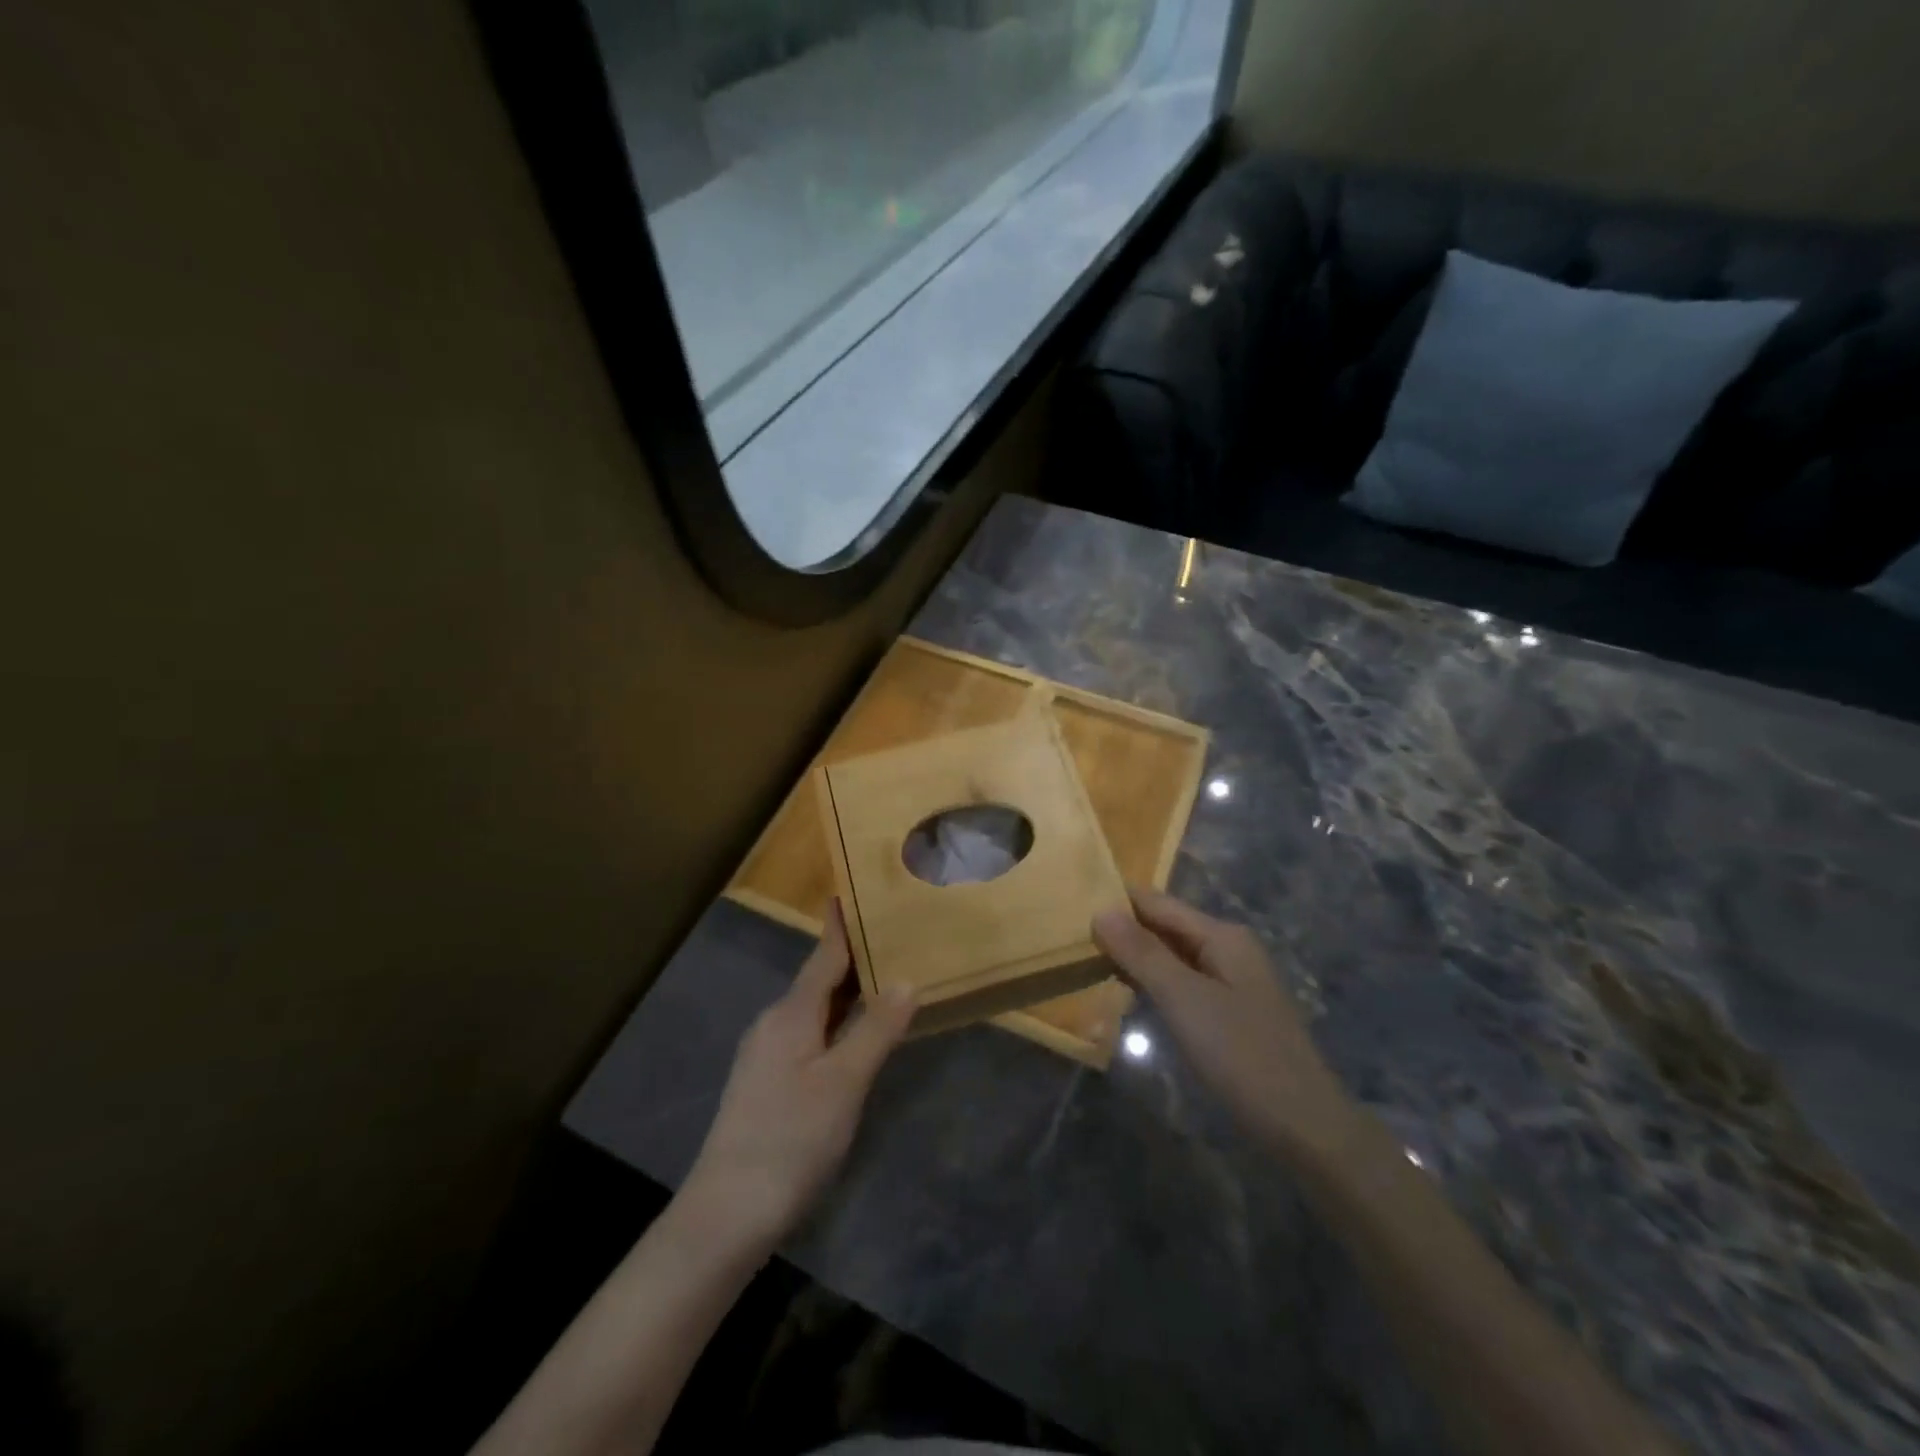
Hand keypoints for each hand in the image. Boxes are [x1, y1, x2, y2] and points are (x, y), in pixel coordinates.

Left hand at [681, 901, 915, 1257]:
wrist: (726, 1212)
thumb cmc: (791, 1138)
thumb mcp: (845, 1083)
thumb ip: (876, 1029)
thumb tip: (907, 979)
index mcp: (792, 1014)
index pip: (824, 956)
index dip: (841, 926)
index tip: (853, 891)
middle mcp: (774, 1023)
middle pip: (818, 980)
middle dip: (852, 957)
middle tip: (890, 936)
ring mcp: (765, 1054)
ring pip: (812, 1009)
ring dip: (845, 992)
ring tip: (881, 979)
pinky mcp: (765, 1082)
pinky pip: (807, 1034)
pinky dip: (834, 1022)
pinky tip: (852, 1036)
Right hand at [1093, 887, 1359, 1159]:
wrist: (1305, 1126)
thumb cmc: (1242, 1054)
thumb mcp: (1184, 999)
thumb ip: (1142, 953)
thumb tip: (1101, 910)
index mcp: (1222, 935)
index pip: (1157, 902)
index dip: (1117, 901)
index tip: (1071, 904)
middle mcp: (1228, 948)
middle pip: (1165, 926)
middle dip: (1123, 929)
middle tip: (1071, 935)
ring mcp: (1232, 981)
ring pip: (1172, 955)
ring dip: (1135, 957)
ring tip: (1087, 959)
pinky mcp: (1230, 1011)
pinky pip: (1182, 982)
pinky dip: (1153, 982)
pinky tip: (1126, 993)